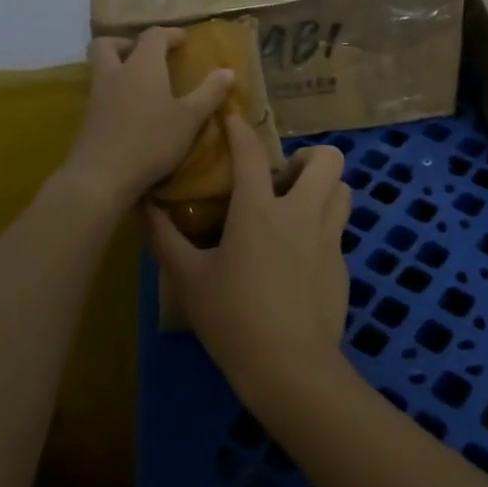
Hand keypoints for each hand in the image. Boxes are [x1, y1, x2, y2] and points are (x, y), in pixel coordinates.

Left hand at [61, 30, 233, 208]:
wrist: (102, 176)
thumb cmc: (151, 140)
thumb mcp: (190, 119)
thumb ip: (210, 93)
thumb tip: (228, 71)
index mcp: (142, 65)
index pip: (153, 35)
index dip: (169, 34)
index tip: (183, 41)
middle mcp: (115, 73)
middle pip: (109, 44)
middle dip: (126, 43)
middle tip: (147, 57)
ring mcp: (97, 95)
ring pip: (100, 68)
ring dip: (118, 67)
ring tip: (141, 84)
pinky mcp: (88, 118)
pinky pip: (99, 92)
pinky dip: (114, 92)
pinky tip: (130, 111)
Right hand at [145, 114, 352, 410]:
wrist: (290, 369)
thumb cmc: (233, 320)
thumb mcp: (189, 279)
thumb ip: (165, 239)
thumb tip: (144, 207)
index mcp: (259, 210)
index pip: (251, 152)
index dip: (240, 129)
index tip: (232, 118)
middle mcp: (301, 213)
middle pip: (327, 159)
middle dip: (308, 157)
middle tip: (283, 179)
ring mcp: (329, 238)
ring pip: (343, 189)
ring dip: (324, 188)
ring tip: (298, 208)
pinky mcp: (343, 265)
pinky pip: (339, 229)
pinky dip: (323, 227)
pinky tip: (301, 256)